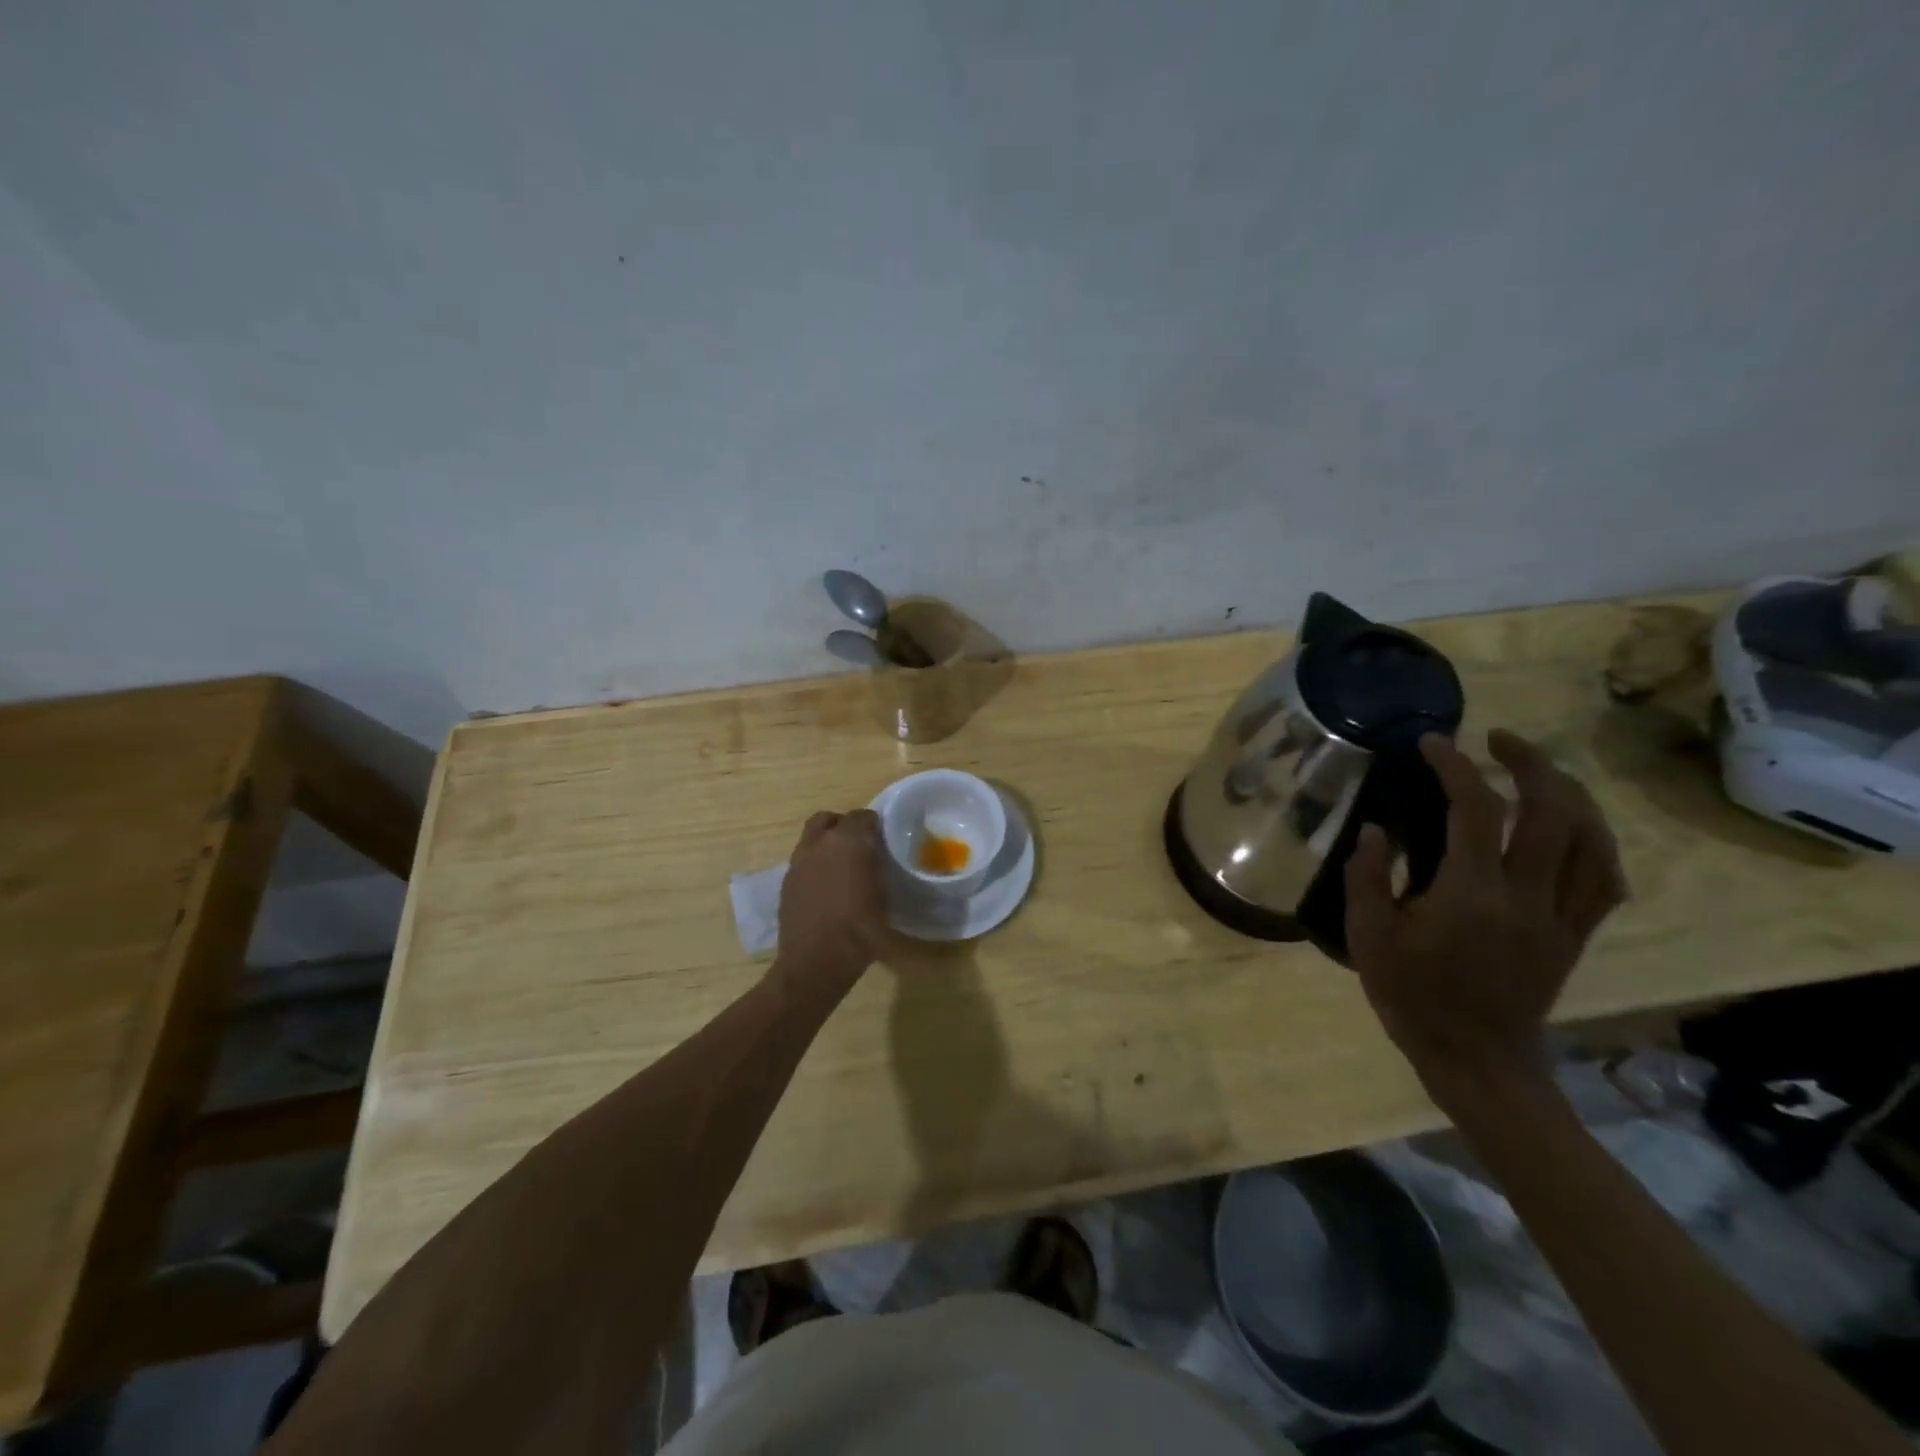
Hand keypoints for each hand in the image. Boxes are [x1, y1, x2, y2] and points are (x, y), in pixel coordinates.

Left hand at [774, 809, 889, 993]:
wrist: (814, 962)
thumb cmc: (859, 931)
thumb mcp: (884, 900)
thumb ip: (880, 870)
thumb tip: (880, 861)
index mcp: (846, 842)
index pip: (861, 816)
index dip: (873, 823)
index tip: (883, 836)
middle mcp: (818, 845)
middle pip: (828, 819)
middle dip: (843, 825)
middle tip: (859, 843)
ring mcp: (797, 863)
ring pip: (811, 839)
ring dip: (826, 844)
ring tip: (842, 866)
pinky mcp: (786, 883)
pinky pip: (803, 861)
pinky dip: (815, 865)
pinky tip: (827, 887)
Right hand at [1345, 730, 1628, 1089]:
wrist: (1476, 1059)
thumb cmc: (1412, 997)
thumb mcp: (1368, 937)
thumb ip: (1367, 877)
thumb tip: (1375, 829)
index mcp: (1471, 896)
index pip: (1476, 812)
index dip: (1456, 767)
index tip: (1433, 743)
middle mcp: (1527, 898)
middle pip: (1553, 813)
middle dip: (1530, 763)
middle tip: (1497, 740)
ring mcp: (1560, 917)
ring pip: (1592, 841)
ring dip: (1569, 794)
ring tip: (1538, 772)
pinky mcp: (1574, 935)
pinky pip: (1604, 879)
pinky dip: (1594, 842)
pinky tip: (1571, 828)